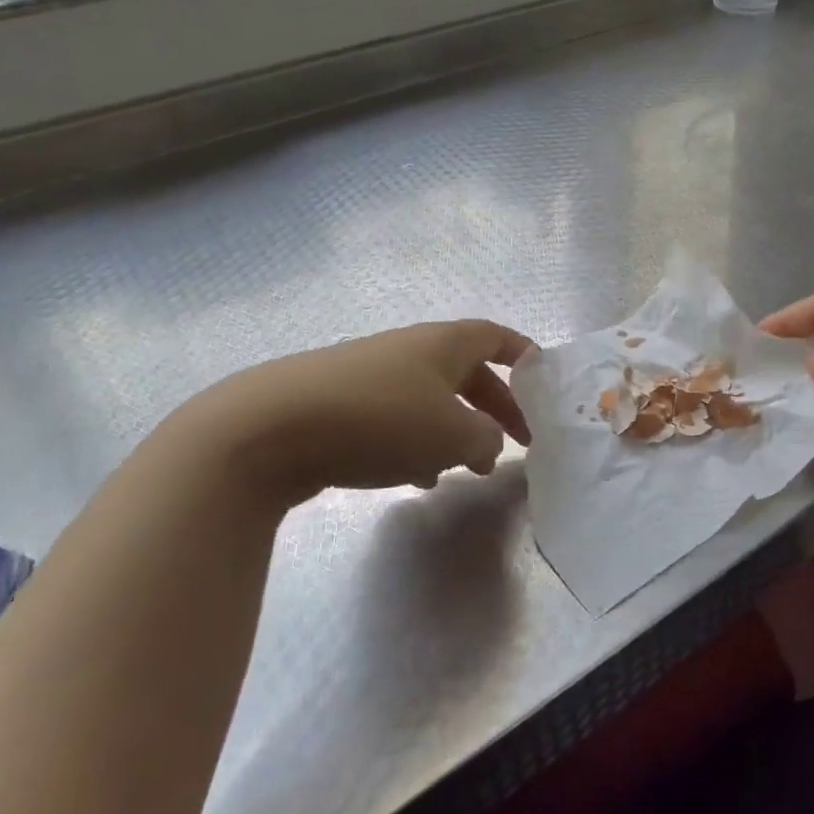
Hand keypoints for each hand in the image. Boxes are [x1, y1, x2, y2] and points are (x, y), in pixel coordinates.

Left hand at [162, 320, 534, 504]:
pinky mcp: (341, 404)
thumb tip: (487, 440)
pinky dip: (417, 443)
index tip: (542, 377)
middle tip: (517, 442)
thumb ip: (485, 438)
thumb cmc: (382, 420)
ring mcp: (372, 376)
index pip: (495, 336)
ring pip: (431, 400)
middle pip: (467, 372)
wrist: (271, 427)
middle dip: (495, 407)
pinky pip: (397, 418)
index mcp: (443, 344)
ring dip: (457, 431)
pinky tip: (414, 477)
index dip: (522, 353)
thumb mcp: (452, 435)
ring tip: (469, 471)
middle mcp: (409, 351)